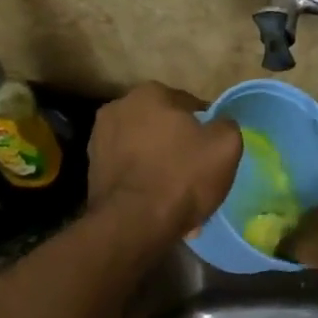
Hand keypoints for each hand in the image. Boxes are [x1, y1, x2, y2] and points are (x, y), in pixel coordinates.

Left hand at [87, 83, 241, 240]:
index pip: (189, 105)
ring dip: (159, 165)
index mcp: (150, 93)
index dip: (206, 127)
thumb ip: (226, 125)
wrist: (134, 224)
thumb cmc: (182, 176)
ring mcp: (99, 139)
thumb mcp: (225, 146)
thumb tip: (219, 125)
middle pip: (162, 127)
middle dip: (178, 145)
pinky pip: (129, 171)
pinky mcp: (92, 170)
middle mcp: (118, 108)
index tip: (214, 150)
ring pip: (144, 150)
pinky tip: (158, 204)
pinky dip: (143, 182)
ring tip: (177, 194)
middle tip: (196, 172)